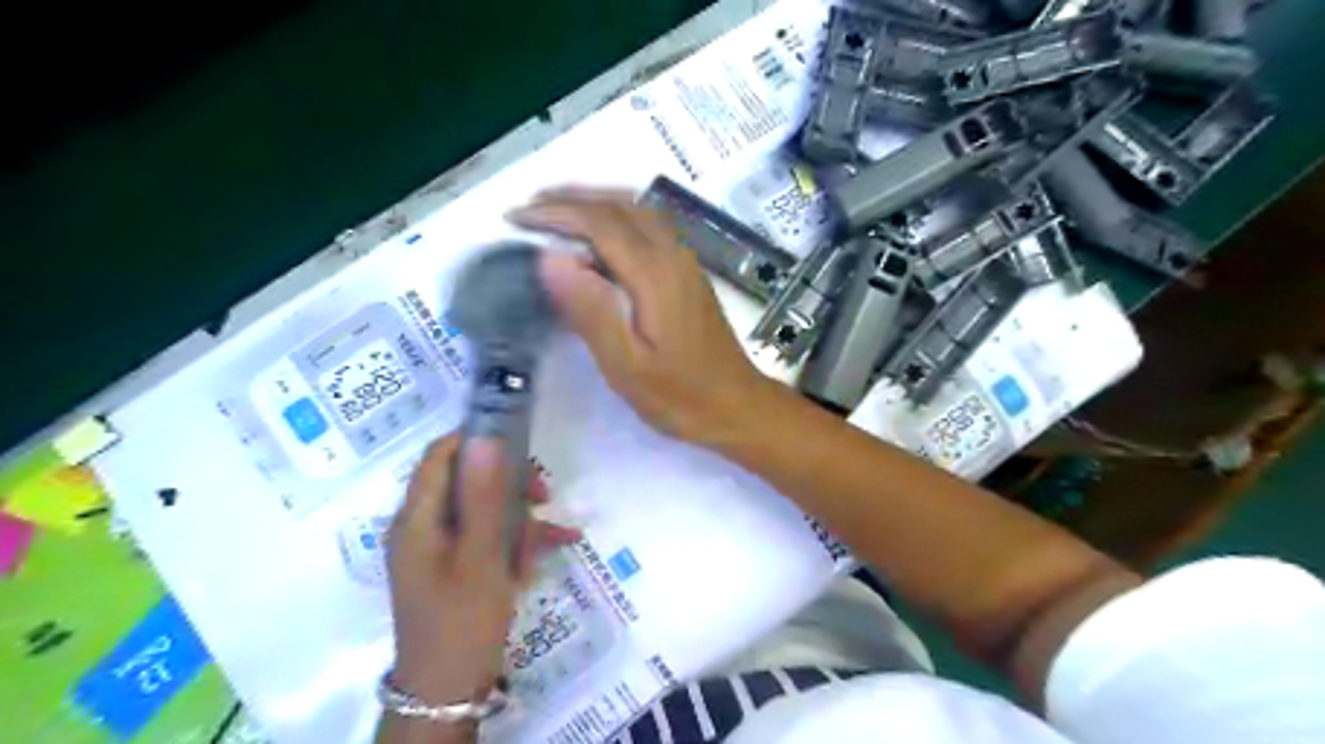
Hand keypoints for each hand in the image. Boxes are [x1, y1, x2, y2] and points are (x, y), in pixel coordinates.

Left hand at [389, 436, 584, 701]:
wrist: (449, 690)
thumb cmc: (464, 619)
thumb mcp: (482, 555)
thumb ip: (484, 495)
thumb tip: (486, 438)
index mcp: (417, 518)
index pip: (439, 455)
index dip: (475, 438)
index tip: (519, 441)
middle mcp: (421, 526)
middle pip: (464, 480)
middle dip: (508, 482)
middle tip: (544, 493)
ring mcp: (437, 548)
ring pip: (481, 509)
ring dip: (519, 514)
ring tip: (554, 531)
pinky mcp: (453, 566)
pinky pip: (485, 537)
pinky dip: (515, 538)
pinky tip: (555, 545)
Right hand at [510, 188, 778, 445]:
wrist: (737, 405)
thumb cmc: (679, 395)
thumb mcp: (626, 365)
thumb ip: (590, 310)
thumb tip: (550, 258)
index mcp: (654, 274)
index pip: (598, 222)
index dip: (554, 213)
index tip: (516, 218)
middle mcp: (673, 254)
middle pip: (619, 204)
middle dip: (570, 199)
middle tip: (529, 209)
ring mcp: (685, 261)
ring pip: (637, 209)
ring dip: (594, 203)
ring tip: (556, 214)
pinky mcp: (689, 273)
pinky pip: (649, 226)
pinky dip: (616, 217)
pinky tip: (599, 240)